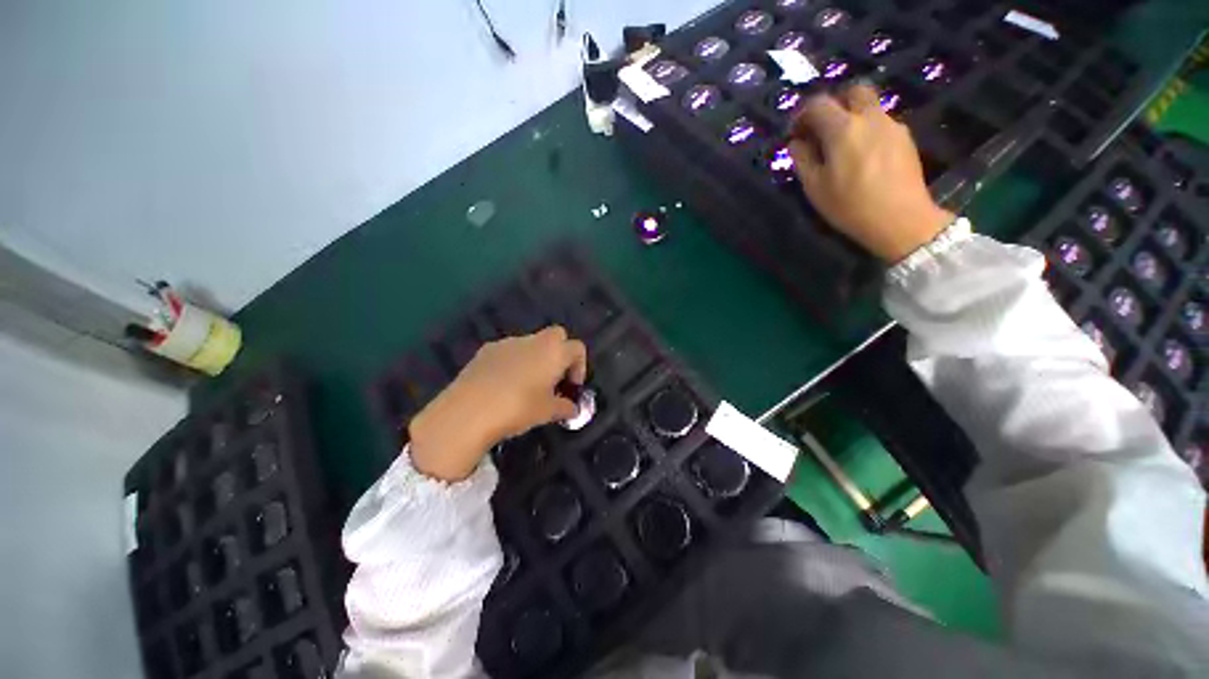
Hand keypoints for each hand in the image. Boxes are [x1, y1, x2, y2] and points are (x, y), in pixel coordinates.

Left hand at [408, 326, 587, 481]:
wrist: (468, 411)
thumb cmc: (518, 408)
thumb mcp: (548, 412)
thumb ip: (565, 407)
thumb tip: (572, 408)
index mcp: (554, 351)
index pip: (577, 348)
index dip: (580, 366)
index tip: (572, 387)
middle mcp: (534, 340)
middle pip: (557, 336)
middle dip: (559, 353)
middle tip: (554, 379)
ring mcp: (508, 342)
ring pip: (531, 343)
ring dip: (535, 358)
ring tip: (526, 385)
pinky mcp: (486, 350)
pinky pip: (509, 351)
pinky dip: (513, 362)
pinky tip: (503, 385)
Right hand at [788, 83, 954, 263]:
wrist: (900, 219)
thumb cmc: (849, 205)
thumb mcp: (815, 187)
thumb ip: (802, 159)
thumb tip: (796, 143)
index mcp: (843, 128)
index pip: (818, 104)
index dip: (802, 114)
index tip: (795, 132)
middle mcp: (869, 117)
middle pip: (852, 91)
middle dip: (834, 104)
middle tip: (822, 128)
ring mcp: (892, 125)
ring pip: (869, 107)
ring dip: (852, 118)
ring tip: (842, 147)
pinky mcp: (905, 138)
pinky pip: (881, 123)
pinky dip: (867, 130)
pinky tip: (862, 156)